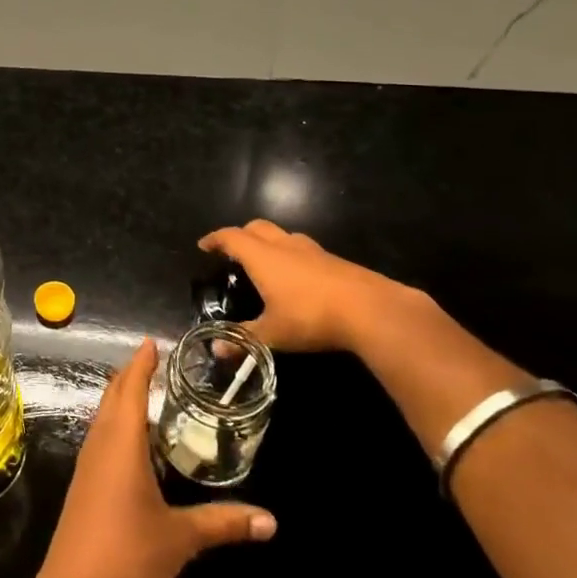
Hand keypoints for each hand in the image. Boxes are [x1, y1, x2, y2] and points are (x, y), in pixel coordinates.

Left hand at [27, 339, 275, 577]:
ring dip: (122, 401)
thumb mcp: (181, 538)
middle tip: (158, 363)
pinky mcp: (84, 487)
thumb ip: (224, 523)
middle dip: (131, 376)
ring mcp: (87, 466)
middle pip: (112, 397)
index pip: (129, 388)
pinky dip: (118, 427)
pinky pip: (101, 441)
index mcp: (120, 442)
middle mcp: (99, 445)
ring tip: (150, 395)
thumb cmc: (128, 556)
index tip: (152, 342)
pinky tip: (136, 446)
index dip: (140, 363)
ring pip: (103, 419)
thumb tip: (272, 521)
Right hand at [198, 219, 403, 353]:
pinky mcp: (336, 261)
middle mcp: (285, 246)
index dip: (216, 239)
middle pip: (257, 228)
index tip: (204, 245)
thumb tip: (216, 349)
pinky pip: (305, 250)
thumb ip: (244, 339)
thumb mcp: (273, 333)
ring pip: (284, 235)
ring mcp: (314, 251)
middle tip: (232, 250)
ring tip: (265, 260)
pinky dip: (292, 255)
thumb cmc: (312, 317)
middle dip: (241, 235)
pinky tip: (298, 277)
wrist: (372, 310)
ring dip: (269, 242)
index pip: (232, 238)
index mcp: (263, 258)